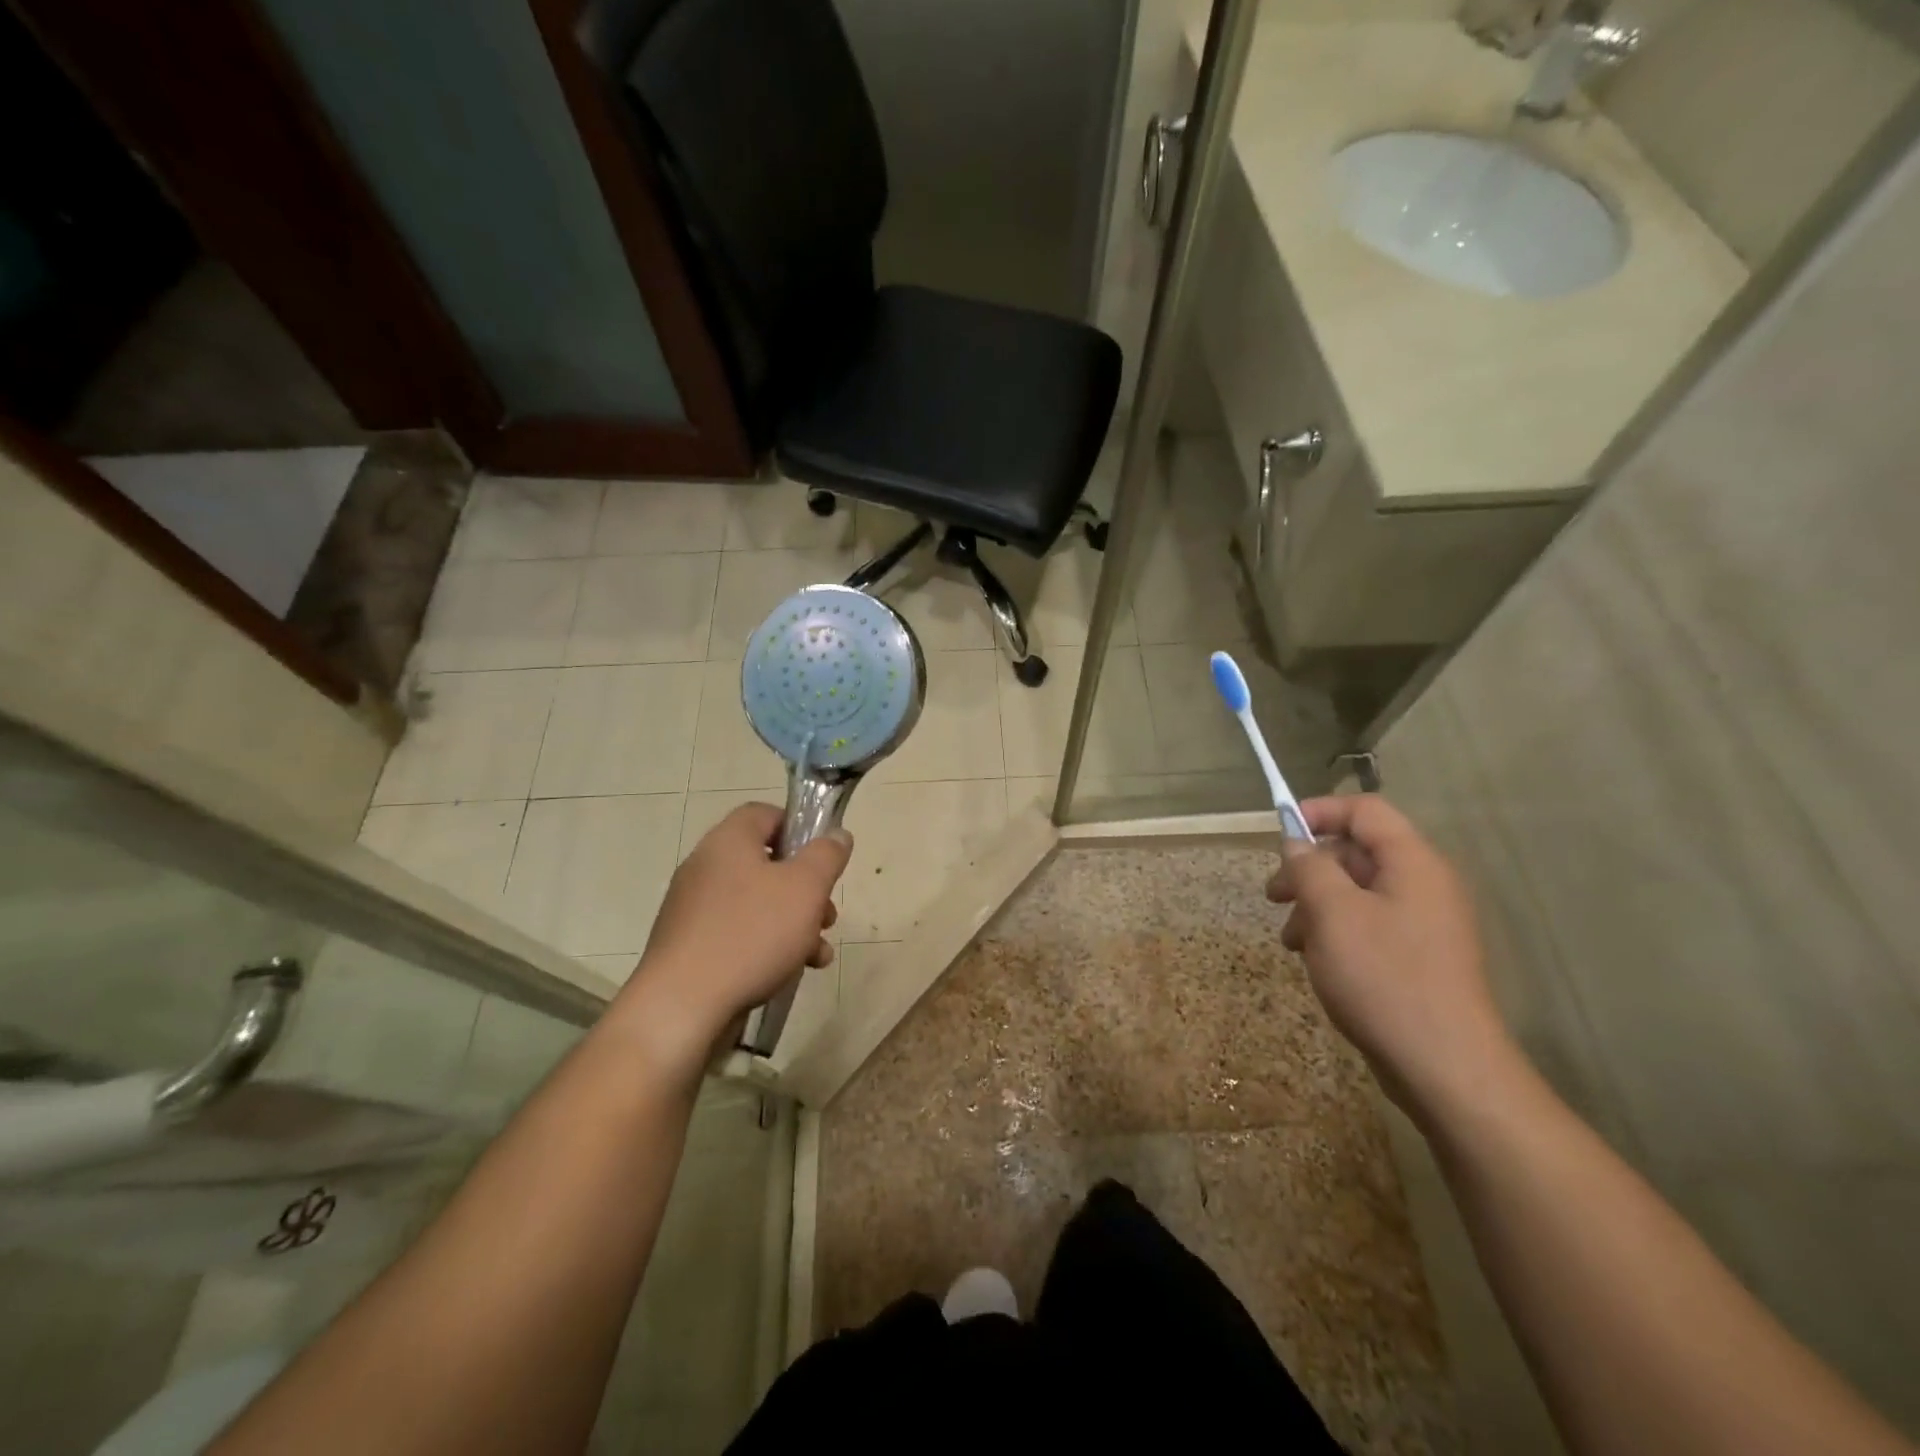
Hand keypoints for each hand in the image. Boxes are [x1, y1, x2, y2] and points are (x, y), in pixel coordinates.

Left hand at [617, 804, 851, 1071]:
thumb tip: (837, 834)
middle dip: (805, 889)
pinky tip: (791, 972)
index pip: (765, 813)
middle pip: (766, 863)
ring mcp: (693, 909)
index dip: (799, 828)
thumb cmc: (751, 934)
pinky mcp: (690, 946)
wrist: (682, 1006)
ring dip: (794, 922)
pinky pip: (738, 933)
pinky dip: (767, 945)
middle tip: (827, 915)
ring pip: (757, 903)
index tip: (823, 858)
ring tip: (818, 953)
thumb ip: (826, 855)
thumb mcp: (805, 888)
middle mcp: (705, 867)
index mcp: (728, 841)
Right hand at [1266, 795, 1516, 1121]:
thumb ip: (1310, 867)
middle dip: (1309, 869)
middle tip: (1273, 896)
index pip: (1365, 811)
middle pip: (1357, 853)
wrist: (1444, 1067)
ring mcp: (1423, 924)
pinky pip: (1368, 925)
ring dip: (1316, 906)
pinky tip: (1315, 961)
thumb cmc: (1384, 977)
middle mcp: (1424, 885)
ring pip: (1357, 893)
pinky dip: (1335, 932)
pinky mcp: (1417, 957)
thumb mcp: (1333, 914)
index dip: (1319, 811)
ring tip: (1290, 940)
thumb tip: (1297, 843)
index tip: (1279, 833)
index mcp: (1413, 863)